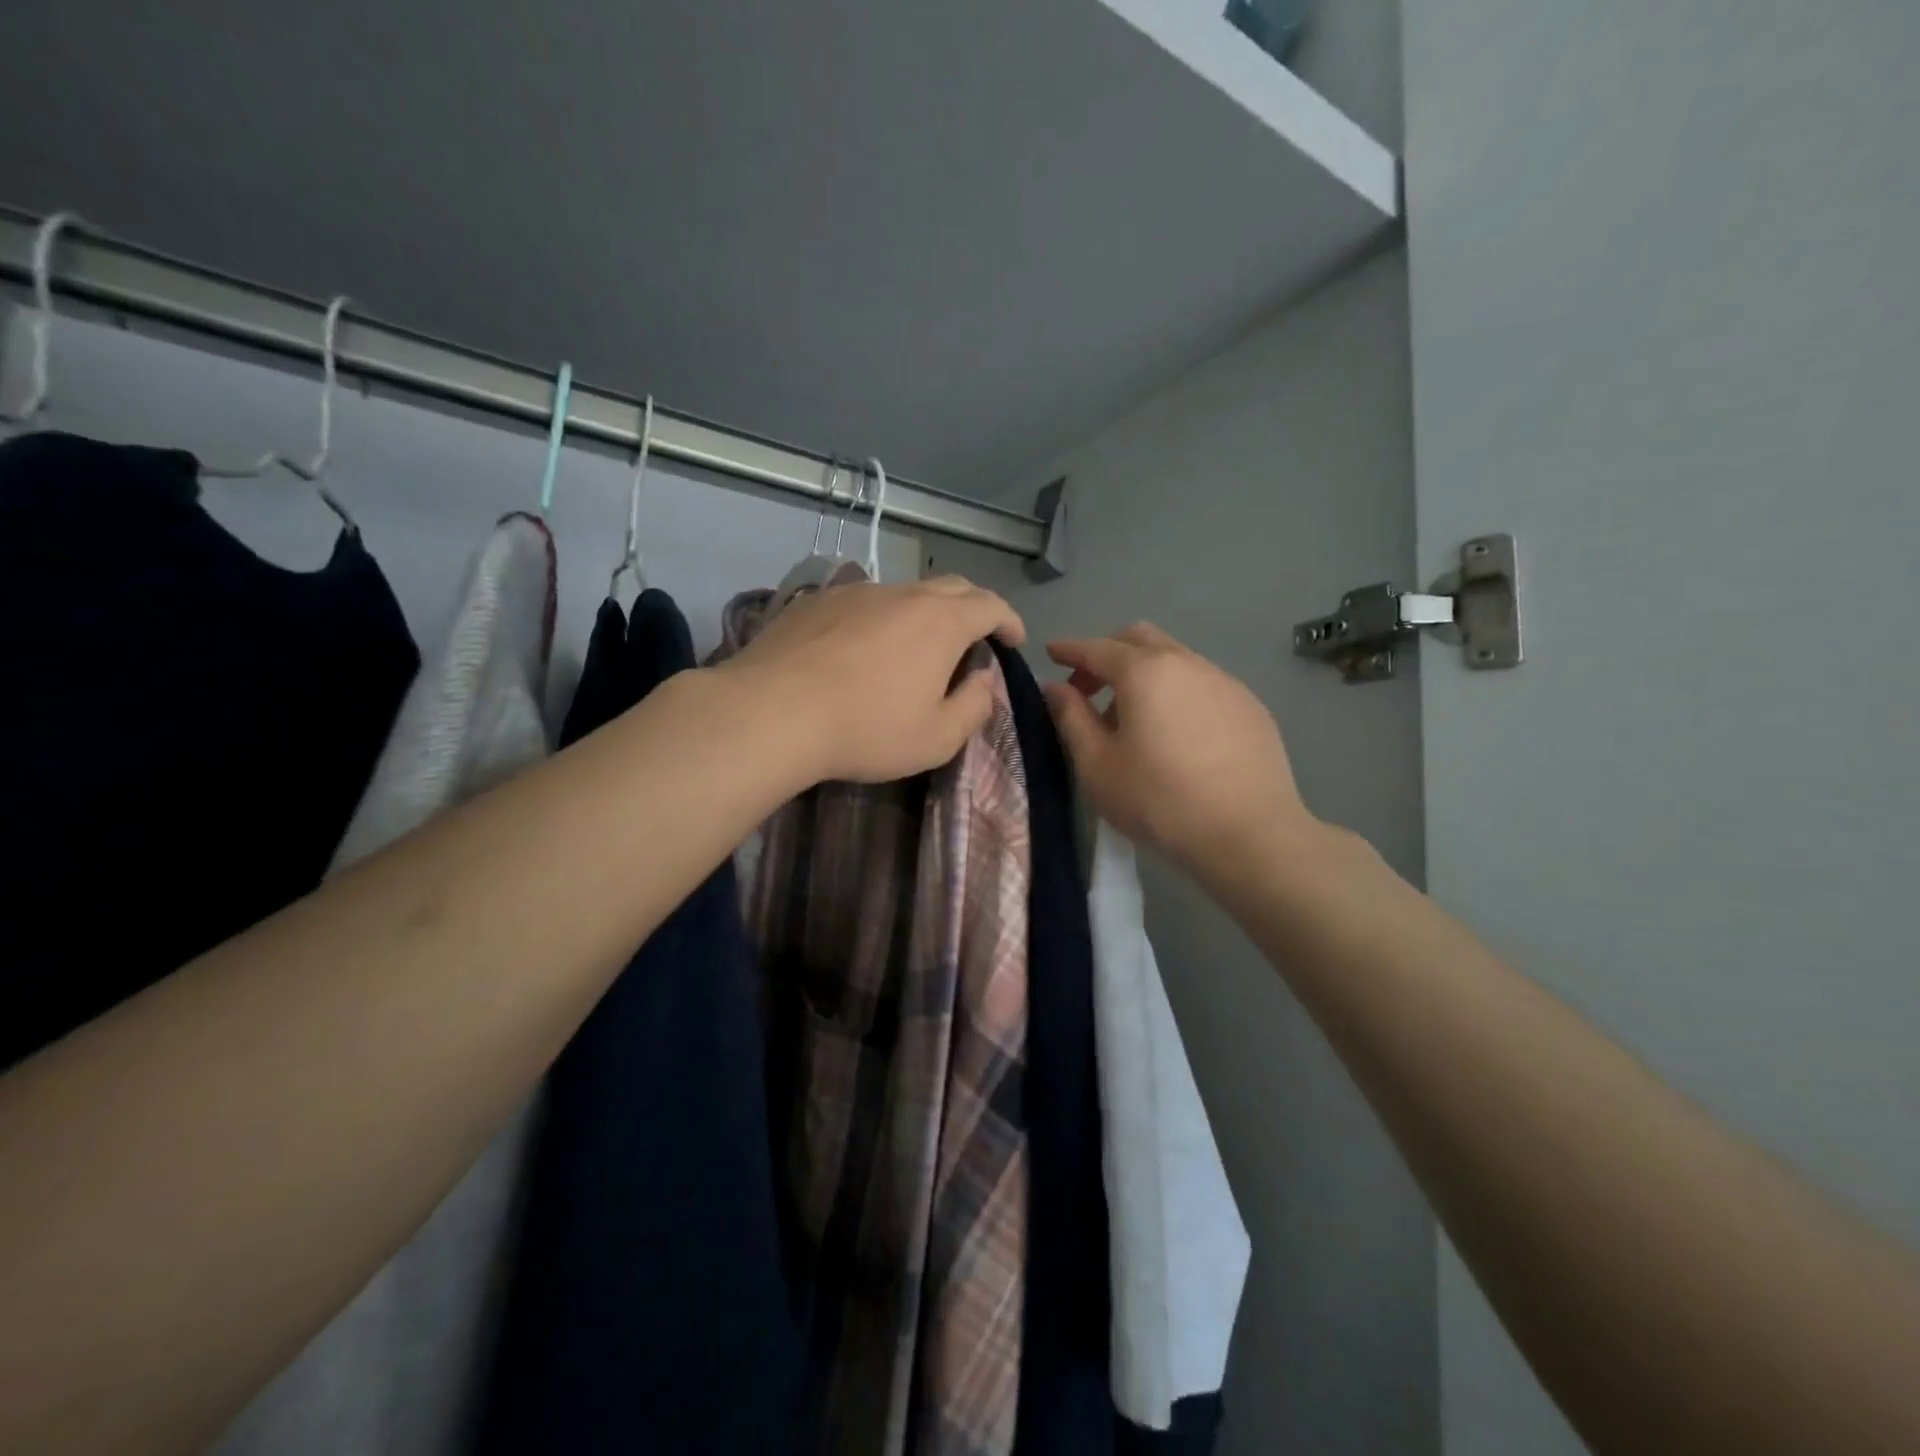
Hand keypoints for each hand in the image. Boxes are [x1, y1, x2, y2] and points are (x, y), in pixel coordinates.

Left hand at [723, 575, 1023, 784]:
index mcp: (941, 622)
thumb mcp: (936, 738)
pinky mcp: (816, 601)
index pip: (991, 605)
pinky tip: (862, 647)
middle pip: (952, 587)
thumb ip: (973, 707)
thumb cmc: (866, 730)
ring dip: (923, 613)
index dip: (1009, 621)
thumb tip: (983, 681)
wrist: (772, 712)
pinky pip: (862, 602)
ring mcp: (856, 592)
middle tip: (975, 638)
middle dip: (973, 608)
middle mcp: (903, 594)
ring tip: (915, 646)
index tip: (1015, 641)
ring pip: (904, 592)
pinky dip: (879, 618)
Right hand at [1043, 624, 1320, 883]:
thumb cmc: (1159, 800)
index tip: (1051, 653)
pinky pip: (1202, 683)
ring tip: (1132, 718)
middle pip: (1139, 640)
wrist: (1249, 833)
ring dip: (1143, 674)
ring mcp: (1224, 681)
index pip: (1097, 648)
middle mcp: (1186, 663)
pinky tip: (1176, 732)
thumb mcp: (1098, 765)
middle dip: (1108, 654)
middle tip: (1088, 689)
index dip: (1070, 649)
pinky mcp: (1250, 706)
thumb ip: (1072, 718)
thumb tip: (1055, 688)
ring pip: (1174, 659)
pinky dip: (1177, 691)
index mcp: (1144, 672)